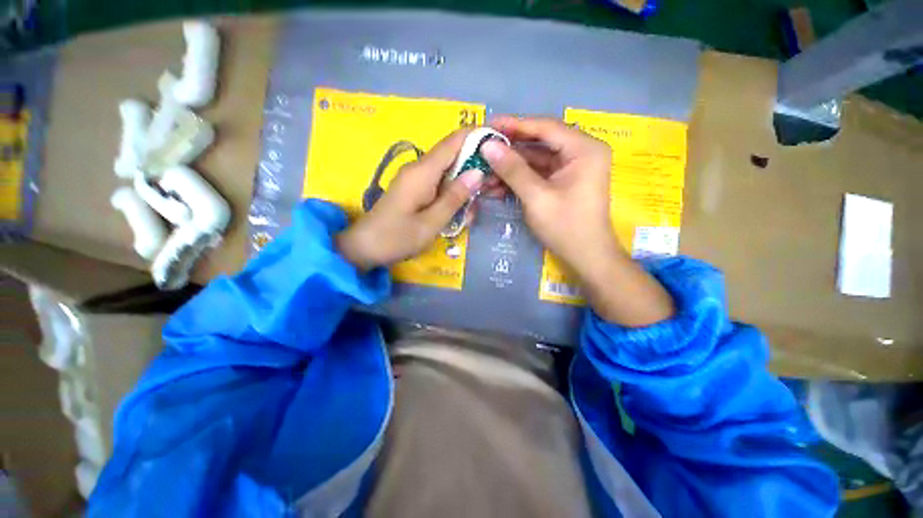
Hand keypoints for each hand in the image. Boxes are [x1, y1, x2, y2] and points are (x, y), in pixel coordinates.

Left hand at [337, 128, 483, 271]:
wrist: (364, 248)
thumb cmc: (397, 238)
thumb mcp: (431, 223)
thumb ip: (454, 197)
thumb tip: (478, 172)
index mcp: (423, 172)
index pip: (454, 141)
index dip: (478, 136)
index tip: (500, 142)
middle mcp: (419, 169)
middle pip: (453, 155)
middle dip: (476, 165)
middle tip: (495, 185)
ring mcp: (416, 179)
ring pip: (448, 171)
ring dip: (465, 184)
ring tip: (477, 204)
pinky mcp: (415, 189)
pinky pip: (439, 184)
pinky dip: (453, 193)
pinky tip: (460, 211)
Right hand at [483, 117, 673, 326]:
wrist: (586, 257)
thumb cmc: (566, 227)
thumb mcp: (536, 197)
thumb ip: (512, 169)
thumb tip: (487, 145)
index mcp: (584, 149)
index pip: (545, 127)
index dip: (514, 124)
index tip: (487, 125)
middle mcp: (581, 152)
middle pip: (539, 142)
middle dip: (509, 150)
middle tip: (482, 149)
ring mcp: (572, 167)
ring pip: (536, 159)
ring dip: (510, 167)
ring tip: (484, 172)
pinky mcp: (564, 181)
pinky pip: (538, 173)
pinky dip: (519, 179)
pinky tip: (497, 185)